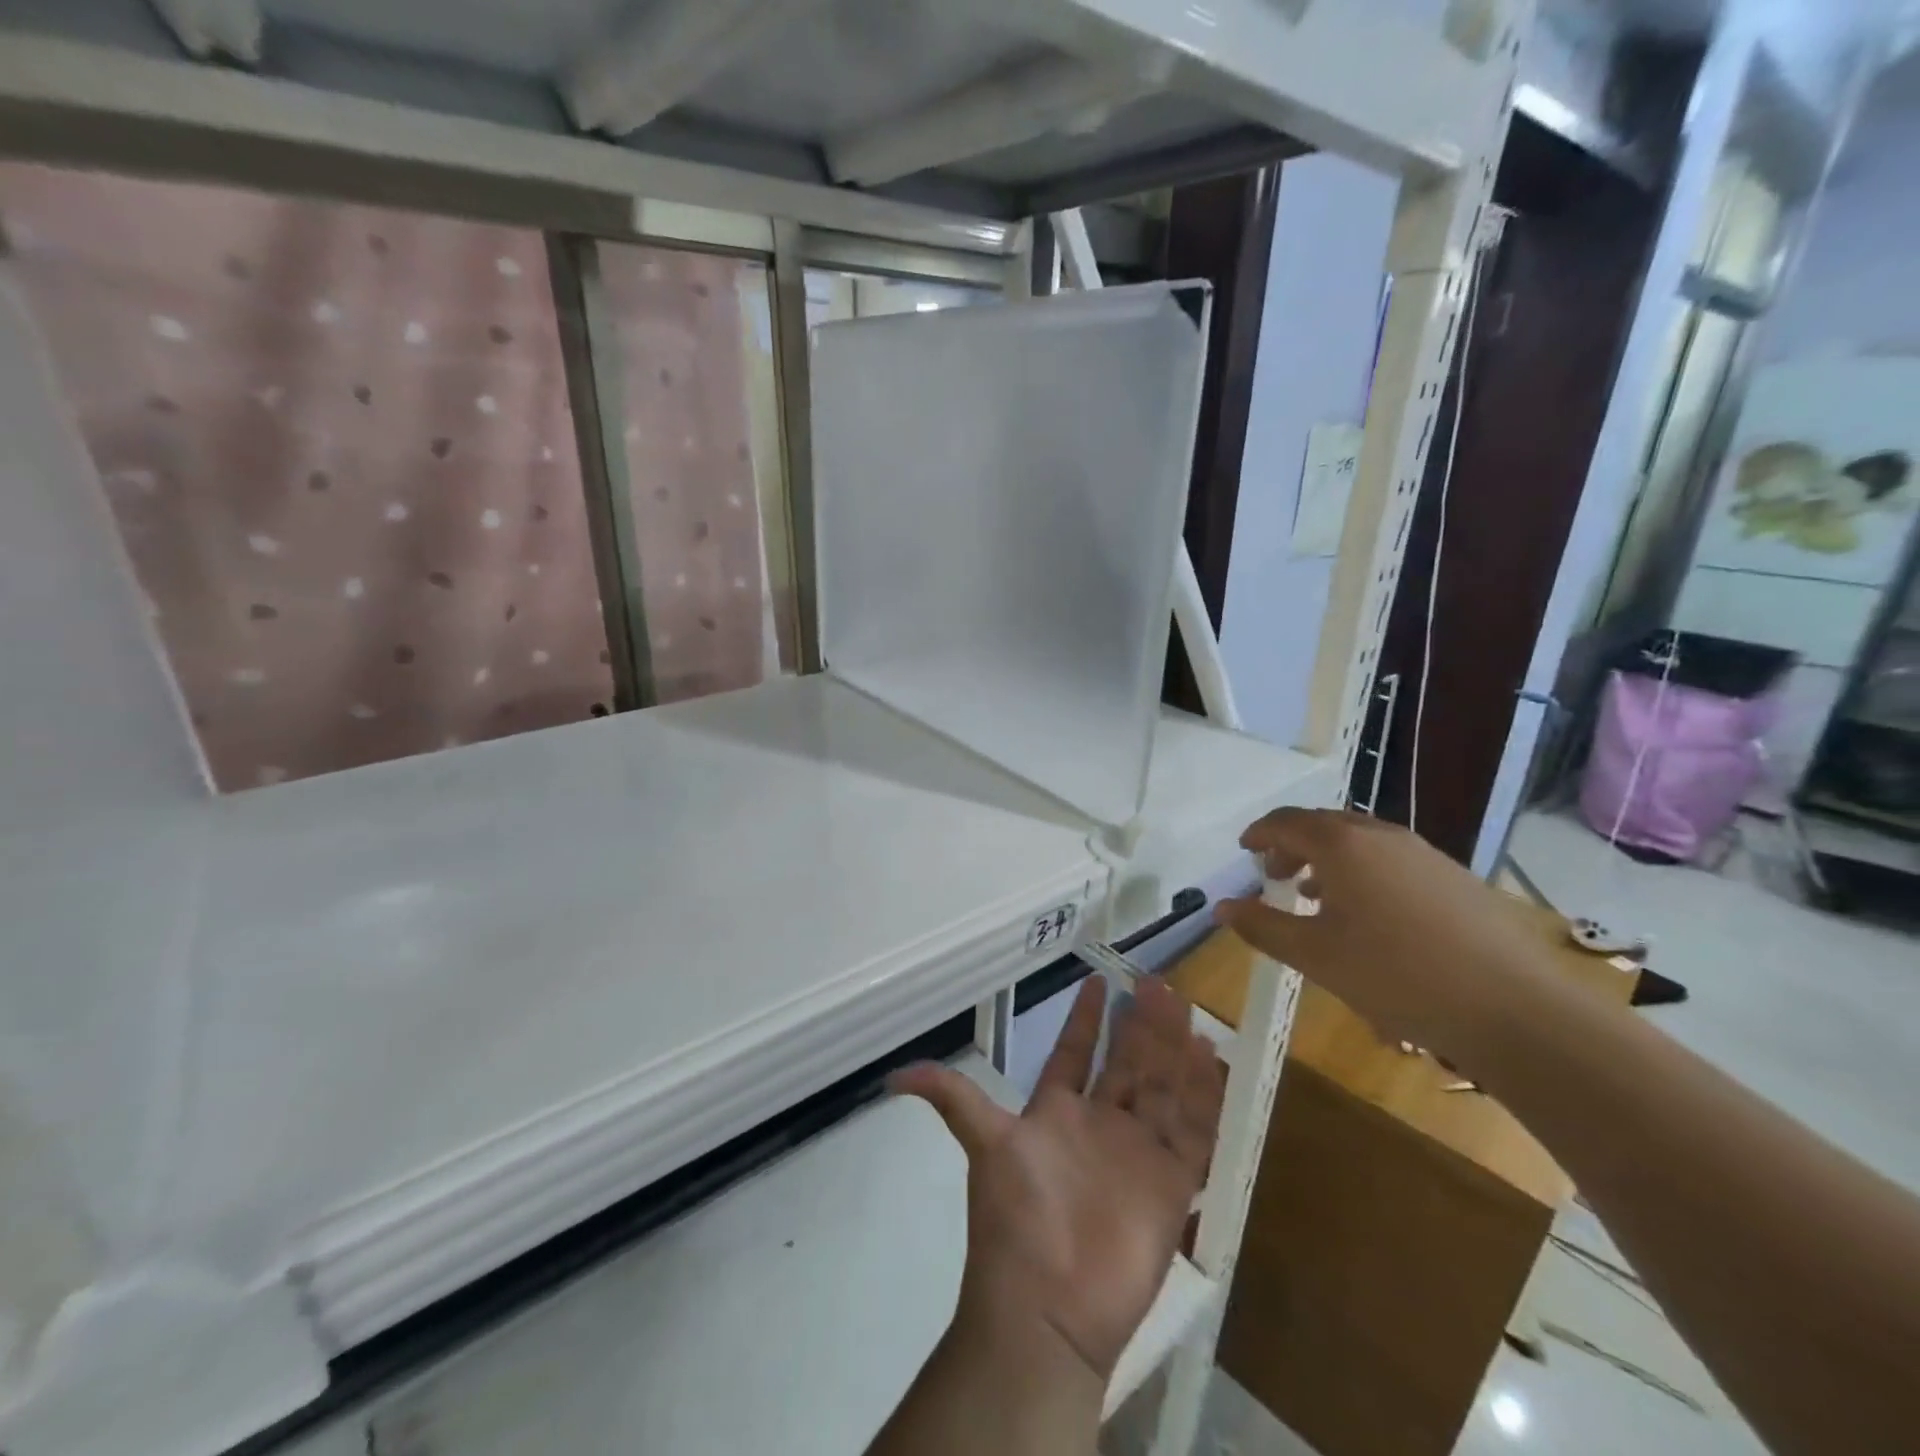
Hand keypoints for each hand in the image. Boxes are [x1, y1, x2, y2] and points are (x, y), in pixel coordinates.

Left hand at [891, 976, 1224, 1382]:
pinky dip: (1202, 1096)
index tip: (1097, 980)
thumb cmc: (1016, 1217)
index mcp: (1056, 1113)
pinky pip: (1192, 1131)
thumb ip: (951, 1099)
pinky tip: (1210, 1058)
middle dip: (1138, 1024)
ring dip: (1171, 1049)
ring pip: (1160, 1087)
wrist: (1049, 1307)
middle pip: (1125, 1063)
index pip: (1074, 1053)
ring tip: (1182, 1005)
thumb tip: (893, 1076)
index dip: (1085, 1020)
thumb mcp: (984, 1143)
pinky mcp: (1170, 1185)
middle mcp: (1099, 1125)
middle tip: (1153, 981)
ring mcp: (1136, 1153)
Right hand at [1214, 808, 1548, 1068]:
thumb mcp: (1316, 956)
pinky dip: (1364, 872)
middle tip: (1275, 875)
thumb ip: (1263, 927)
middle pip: (1324, 825)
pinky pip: (1392, 859)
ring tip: (1315, 897)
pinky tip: (1369, 916)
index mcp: (1342, 845)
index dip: (1259, 833)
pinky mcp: (1454, 877)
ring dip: (1329, 860)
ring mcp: (1423, 854)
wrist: (1515, 1008)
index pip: (1286, 822)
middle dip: (1292, 845)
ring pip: (1361, 841)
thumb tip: (1221, 908)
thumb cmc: (1397, 976)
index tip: (1244, 850)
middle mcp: (1382, 835)